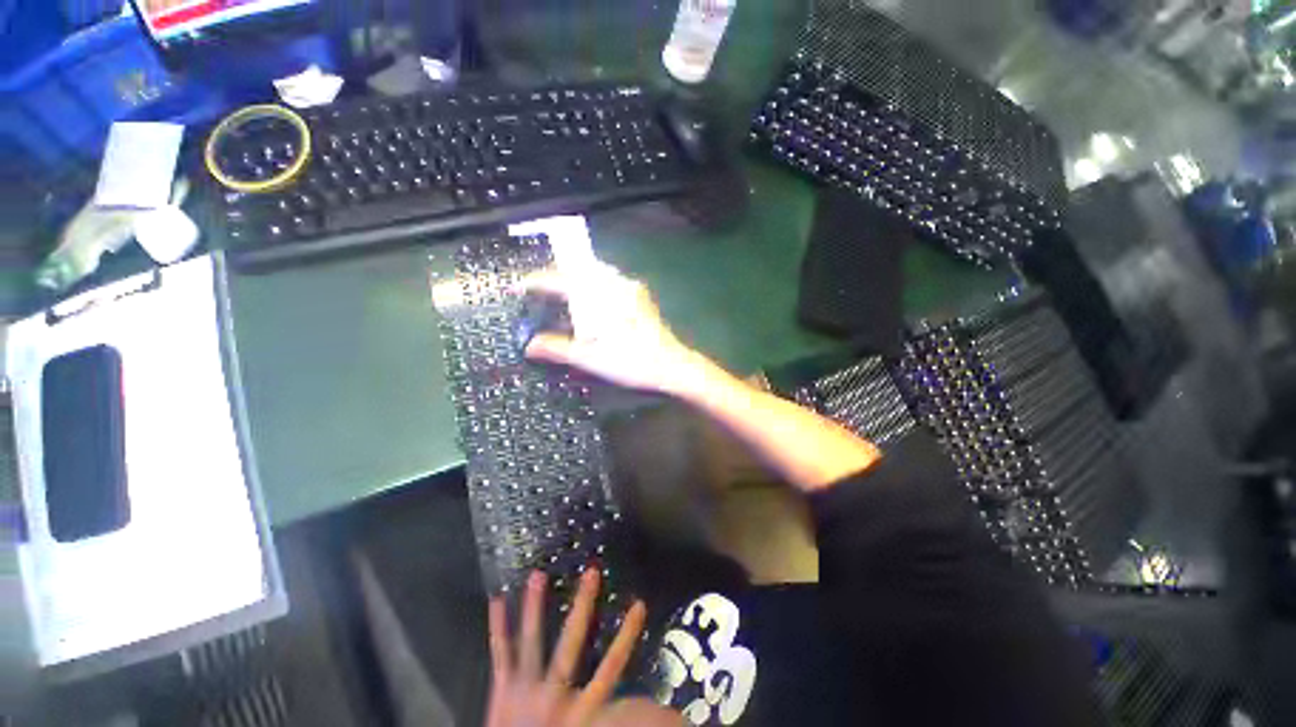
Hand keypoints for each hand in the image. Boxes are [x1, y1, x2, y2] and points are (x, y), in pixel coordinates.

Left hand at [486, 569, 648, 726]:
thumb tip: (639, 701)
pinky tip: (497, 600)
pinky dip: (497, 627)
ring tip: (537, 575)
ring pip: (531, 640)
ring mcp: (524, 689)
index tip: (639, 605)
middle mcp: (553, 694)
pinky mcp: (501, 690)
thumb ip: (607, 713)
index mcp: (579, 710)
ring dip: (534, 606)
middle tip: (591, 572)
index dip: (626, 636)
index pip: (611, 668)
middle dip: (582, 605)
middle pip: (571, 643)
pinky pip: (500, 654)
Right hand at [521, 267, 711, 395]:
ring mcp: (632, 288)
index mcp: (601, 296)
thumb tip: (529, 346)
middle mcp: (617, 284)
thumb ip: (558, 348)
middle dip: (558, 276)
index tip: (520, 286)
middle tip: (541, 289)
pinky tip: (593, 301)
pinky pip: (612, 281)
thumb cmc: (631, 362)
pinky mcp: (641, 297)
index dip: (539, 281)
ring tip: (563, 294)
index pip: (563, 279)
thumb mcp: (590, 358)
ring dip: (578, 279)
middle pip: (580, 269)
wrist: (672, 366)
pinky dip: (595, 285)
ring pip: (598, 274)